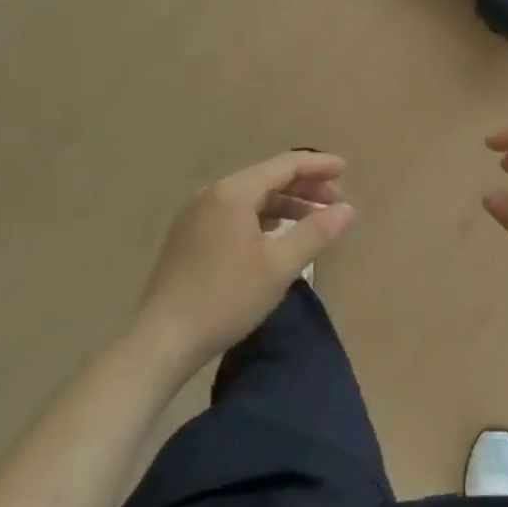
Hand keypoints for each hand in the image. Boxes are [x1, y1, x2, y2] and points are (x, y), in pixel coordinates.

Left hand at [135, 151, 354, 367]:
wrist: (161, 341)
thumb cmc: (225, 298)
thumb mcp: (279, 266)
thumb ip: (316, 232)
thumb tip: (347, 209)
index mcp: (233, 192)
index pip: (284, 165)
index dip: (318, 165)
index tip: (346, 169)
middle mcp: (212, 194)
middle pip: (267, 178)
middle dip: (304, 186)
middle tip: (336, 200)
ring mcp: (196, 215)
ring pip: (251, 197)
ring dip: (285, 204)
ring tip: (313, 220)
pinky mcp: (189, 237)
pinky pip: (235, 214)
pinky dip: (263, 218)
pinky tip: (277, 236)